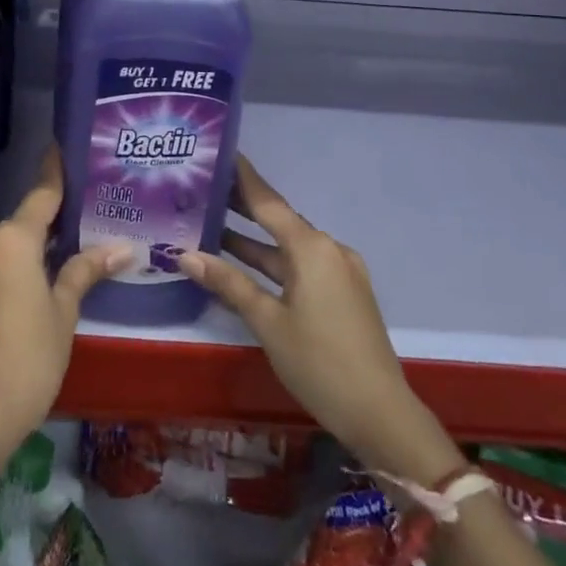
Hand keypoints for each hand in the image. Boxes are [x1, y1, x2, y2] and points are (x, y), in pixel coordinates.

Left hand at [0, 148, 130, 463]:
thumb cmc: (30, 354)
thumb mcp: (64, 310)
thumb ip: (86, 270)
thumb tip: (123, 248)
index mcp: (12, 239)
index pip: (41, 195)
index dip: (55, 172)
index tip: (64, 147)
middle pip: (25, 220)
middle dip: (53, 216)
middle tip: (87, 208)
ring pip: (10, 242)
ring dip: (36, 242)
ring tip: (72, 240)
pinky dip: (19, 260)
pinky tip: (42, 271)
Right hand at [180, 157, 454, 480]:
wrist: (380, 414)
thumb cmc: (319, 362)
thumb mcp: (267, 321)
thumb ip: (228, 283)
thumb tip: (185, 254)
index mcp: (312, 248)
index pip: (268, 201)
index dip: (242, 177)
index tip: (220, 151)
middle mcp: (328, 249)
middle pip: (278, 220)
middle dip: (241, 207)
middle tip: (202, 189)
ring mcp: (339, 272)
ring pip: (287, 247)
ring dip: (253, 240)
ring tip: (210, 225)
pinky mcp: (342, 294)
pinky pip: (300, 267)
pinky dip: (272, 263)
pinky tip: (243, 267)